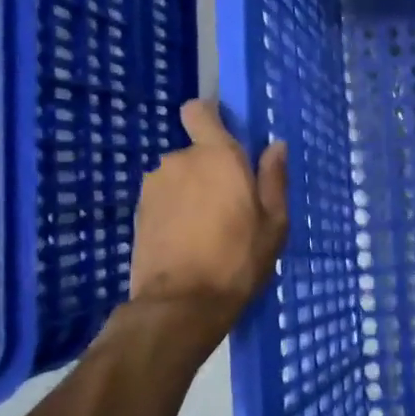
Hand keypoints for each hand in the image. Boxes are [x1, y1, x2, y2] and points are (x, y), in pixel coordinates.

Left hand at [127, 101, 288, 331]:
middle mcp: (180, 161)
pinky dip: (175, 211)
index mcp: (217, 155)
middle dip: (211, 169)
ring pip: (179, 177)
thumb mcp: (274, 222)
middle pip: (196, 152)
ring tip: (207, 229)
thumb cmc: (238, 258)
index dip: (210, 117)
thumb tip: (276, 146)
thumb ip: (273, 179)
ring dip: (192, 192)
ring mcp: (154, 186)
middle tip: (231, 205)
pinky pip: (164, 198)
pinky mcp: (139, 211)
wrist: (181, 304)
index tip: (226, 136)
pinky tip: (187, 240)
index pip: (199, 111)